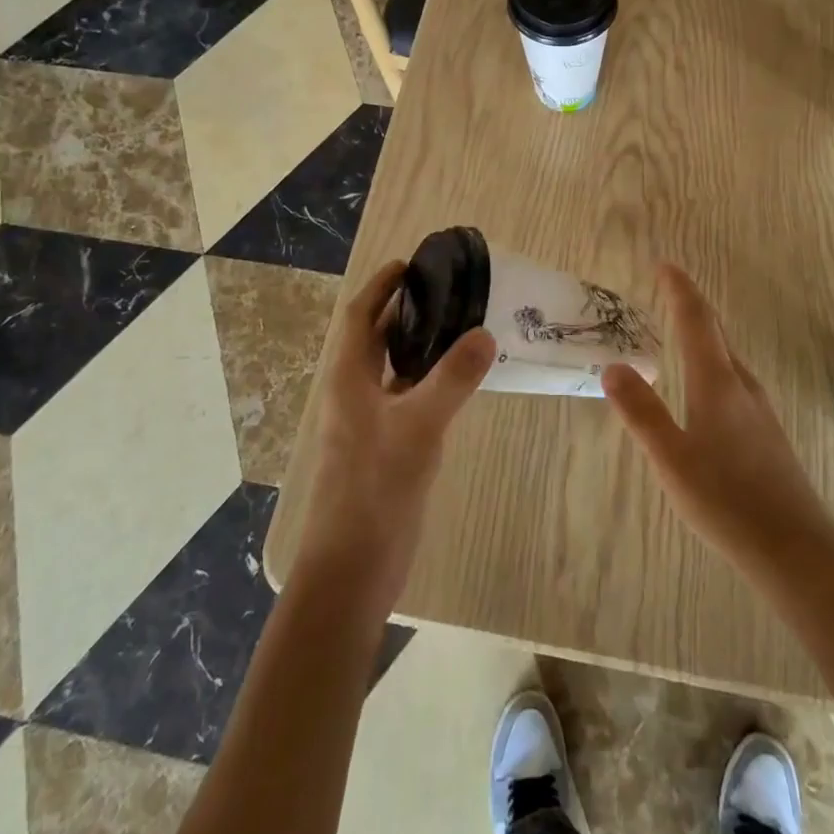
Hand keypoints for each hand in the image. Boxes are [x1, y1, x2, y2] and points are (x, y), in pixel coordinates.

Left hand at [293, 260, 495, 613]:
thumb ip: (453, 378)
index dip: (380, 287)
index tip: (410, 264)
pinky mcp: (384, 449)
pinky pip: (406, 398)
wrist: (351, 569)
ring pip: (392, 369)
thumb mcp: (418, 426)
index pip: (359, 316)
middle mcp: (353, 393)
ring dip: (417, 345)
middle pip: (374, 338)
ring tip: (458, 326)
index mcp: (348, 378)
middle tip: (447, 291)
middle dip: (403, 311)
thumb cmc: (375, 488)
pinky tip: (456, 383)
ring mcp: (367, 423)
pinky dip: (427, 381)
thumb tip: (485, 333)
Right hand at [602, 263, 833, 583]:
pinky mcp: (767, 434)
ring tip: (682, 330)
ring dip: (704, 335)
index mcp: (717, 383)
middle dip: (691, 306)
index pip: (696, 321)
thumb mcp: (671, 458)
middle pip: (716, 333)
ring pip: (727, 358)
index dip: (680, 289)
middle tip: (668, 289)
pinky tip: (706, 388)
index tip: (665, 264)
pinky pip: (734, 380)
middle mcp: (742, 386)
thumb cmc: (727, 501)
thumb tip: (614, 366)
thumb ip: (641, 411)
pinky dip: (713, 364)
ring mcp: (760, 410)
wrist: (796, 550)